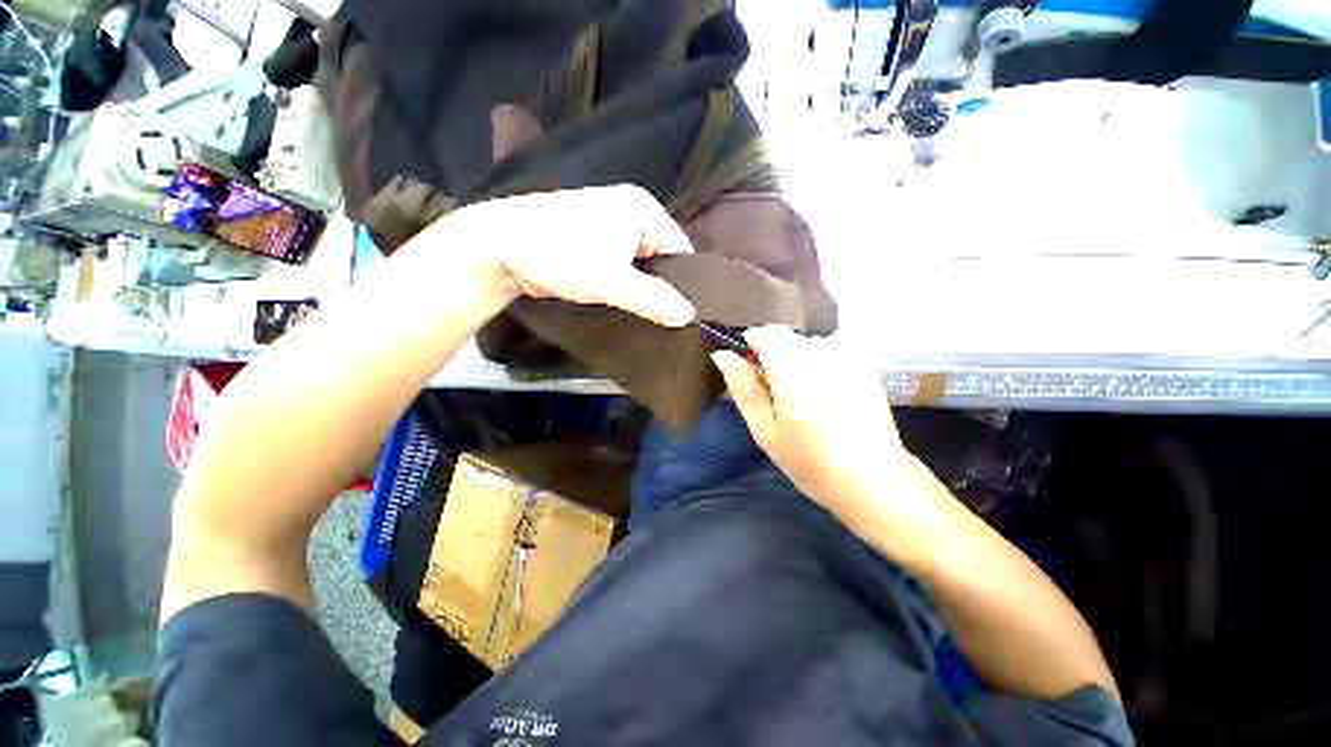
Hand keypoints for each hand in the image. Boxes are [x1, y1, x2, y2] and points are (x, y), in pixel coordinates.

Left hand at [438, 185, 696, 325]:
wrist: (499, 247)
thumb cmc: (559, 256)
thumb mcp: (611, 282)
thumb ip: (653, 300)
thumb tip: (689, 315)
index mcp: (643, 209)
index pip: (680, 250)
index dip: (682, 283)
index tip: (677, 313)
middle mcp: (631, 210)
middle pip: (661, 257)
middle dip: (659, 286)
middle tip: (657, 316)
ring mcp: (611, 222)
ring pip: (641, 263)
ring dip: (639, 287)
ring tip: (638, 311)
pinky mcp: (594, 237)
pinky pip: (623, 264)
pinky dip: (624, 282)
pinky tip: (620, 299)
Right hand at [711, 326, 917, 526]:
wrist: (874, 479)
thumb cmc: (812, 463)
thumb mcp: (766, 432)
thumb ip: (744, 389)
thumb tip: (723, 355)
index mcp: (796, 377)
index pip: (766, 334)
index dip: (752, 346)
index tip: (750, 369)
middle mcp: (825, 358)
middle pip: (785, 338)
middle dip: (774, 357)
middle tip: (778, 394)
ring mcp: (850, 358)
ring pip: (805, 343)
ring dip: (796, 360)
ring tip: (804, 397)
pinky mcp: (865, 363)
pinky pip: (828, 349)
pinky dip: (818, 364)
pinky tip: (826, 392)